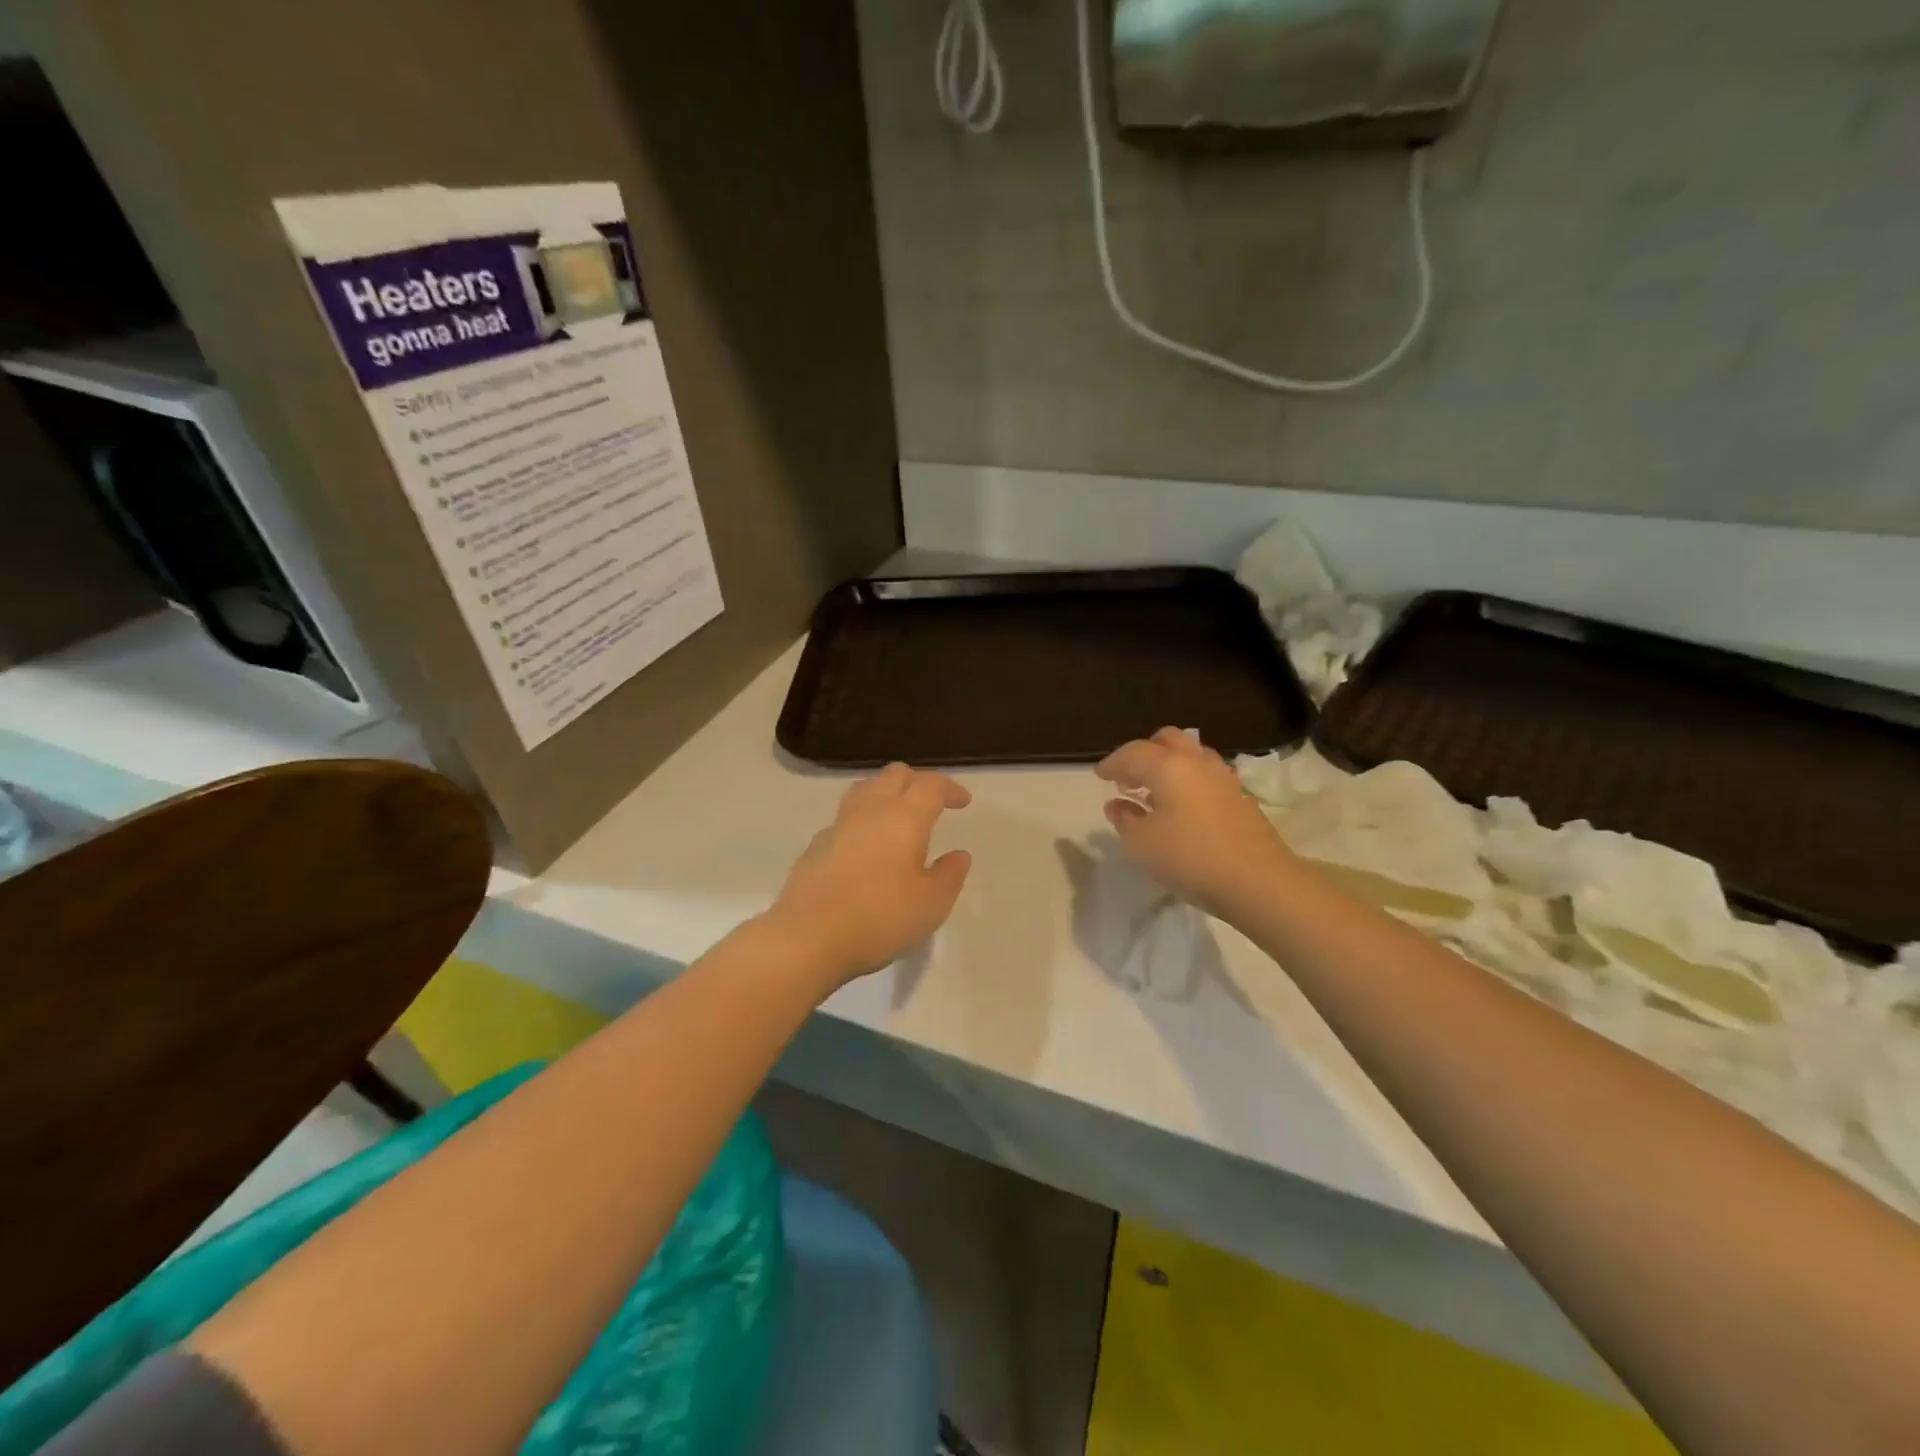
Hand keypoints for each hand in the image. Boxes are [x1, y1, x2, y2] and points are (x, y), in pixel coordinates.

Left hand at [768, 764, 973, 987]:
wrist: (807, 938)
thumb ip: (949, 875)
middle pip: (894, 775)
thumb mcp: (931, 904)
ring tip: (899, 817)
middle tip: (933, 804)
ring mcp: (838, 826)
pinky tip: (868, 847)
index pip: (930, 785)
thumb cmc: (879, 918)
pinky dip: (864, 821)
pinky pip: (845, 818)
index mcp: (904, 817)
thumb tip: (958, 855)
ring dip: (887, 794)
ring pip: (865, 789)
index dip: (950, 789)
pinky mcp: (815, 846)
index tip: (963, 802)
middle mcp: (870, 810)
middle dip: (918, 782)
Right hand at [1096, 728, 1296, 922]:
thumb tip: (1118, 804)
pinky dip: (1188, 781)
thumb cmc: (1190, 858)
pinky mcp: (1240, 797)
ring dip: (1169, 765)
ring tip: (1155, 792)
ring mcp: (1223, 777)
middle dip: (1144, 753)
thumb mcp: (1142, 844)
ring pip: (1191, 755)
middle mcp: (1196, 762)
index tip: (1099, 776)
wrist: (1259, 881)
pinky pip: (1206, 776)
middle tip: (1129, 777)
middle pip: (1167, 740)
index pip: (1132, 753)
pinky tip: (1182, 807)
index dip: (1112, 763)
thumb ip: (1125, 819)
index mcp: (1168, 766)